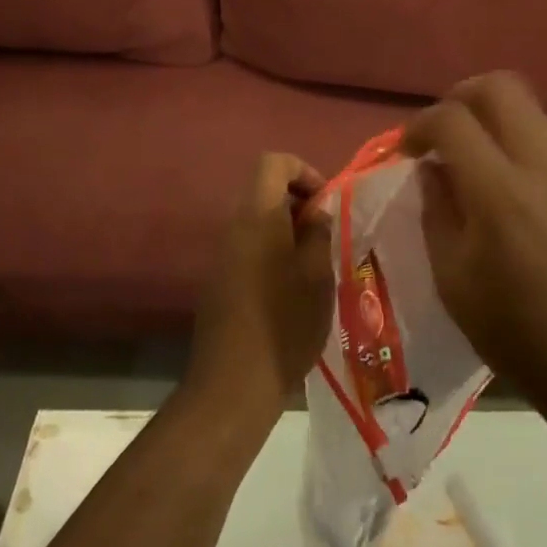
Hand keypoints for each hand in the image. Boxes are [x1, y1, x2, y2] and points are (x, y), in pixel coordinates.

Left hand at [187, 154, 334, 419]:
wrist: (234, 384)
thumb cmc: (284, 322)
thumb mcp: (316, 274)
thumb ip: (318, 232)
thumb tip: (317, 212)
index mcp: (256, 215)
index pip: (273, 162)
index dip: (303, 171)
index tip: (326, 203)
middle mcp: (233, 225)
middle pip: (264, 189)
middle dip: (299, 202)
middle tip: (326, 234)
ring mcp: (222, 253)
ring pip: (257, 220)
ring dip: (287, 229)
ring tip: (315, 263)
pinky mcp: (219, 279)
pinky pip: (248, 246)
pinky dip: (272, 250)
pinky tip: (293, 287)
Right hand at [405, 73, 546, 441]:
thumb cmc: (520, 336)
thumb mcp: (454, 282)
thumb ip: (436, 213)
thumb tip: (431, 170)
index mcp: (501, 192)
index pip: (452, 119)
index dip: (419, 125)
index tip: (406, 151)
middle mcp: (542, 166)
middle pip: (500, 86)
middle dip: (459, 96)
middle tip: (440, 132)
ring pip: (529, 105)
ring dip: (490, 112)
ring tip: (468, 151)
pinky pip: (546, 133)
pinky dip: (515, 134)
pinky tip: (501, 174)